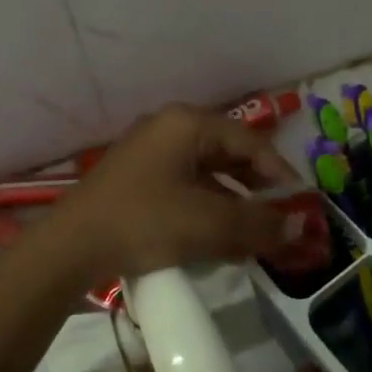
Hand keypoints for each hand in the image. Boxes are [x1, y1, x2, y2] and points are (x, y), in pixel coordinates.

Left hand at [41, 104, 303, 286]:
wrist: (69, 247)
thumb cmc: (144, 222)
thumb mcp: (208, 224)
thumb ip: (259, 224)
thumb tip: (301, 227)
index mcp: (187, 124)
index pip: (249, 141)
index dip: (280, 173)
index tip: (301, 204)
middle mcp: (168, 128)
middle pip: (227, 154)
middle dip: (256, 189)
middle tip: (280, 220)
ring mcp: (148, 152)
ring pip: (206, 173)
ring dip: (233, 202)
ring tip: (253, 235)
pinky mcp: (135, 178)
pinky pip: (184, 186)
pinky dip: (207, 207)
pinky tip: (217, 237)